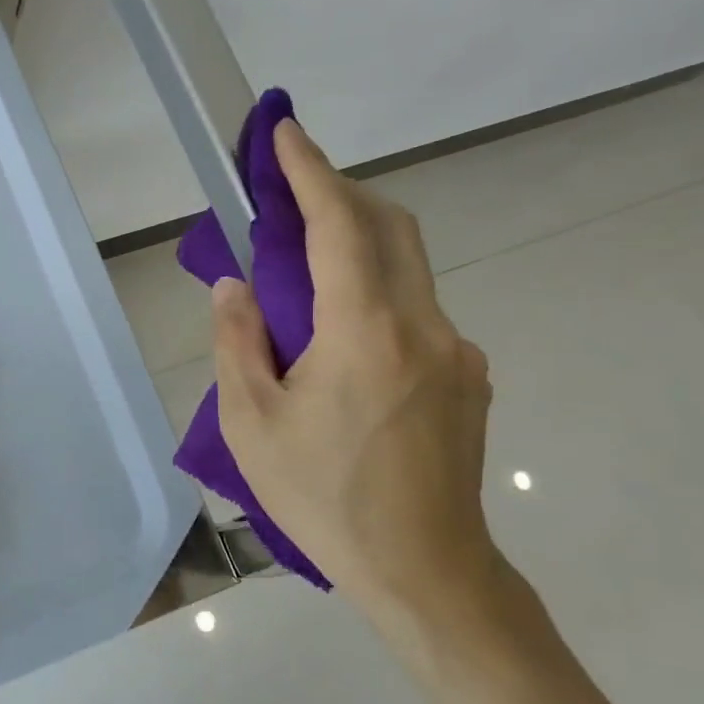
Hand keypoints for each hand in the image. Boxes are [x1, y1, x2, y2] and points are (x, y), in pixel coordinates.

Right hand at [210, 119, 495, 619]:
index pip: (340, 227)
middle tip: (290, 190)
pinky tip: (342, 341)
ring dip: (357, 244)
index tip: (284, 132)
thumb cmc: (323, 499)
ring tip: (304, 271)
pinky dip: (375, 294)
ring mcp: (457, 352)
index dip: (311, 172)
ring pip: (407, 269)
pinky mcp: (468, 376)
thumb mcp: (251, 425)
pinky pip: (417, 312)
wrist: (424, 571)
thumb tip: (234, 286)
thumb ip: (239, 342)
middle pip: (390, 228)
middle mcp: (424, 327)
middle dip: (339, 193)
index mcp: (365, 335)